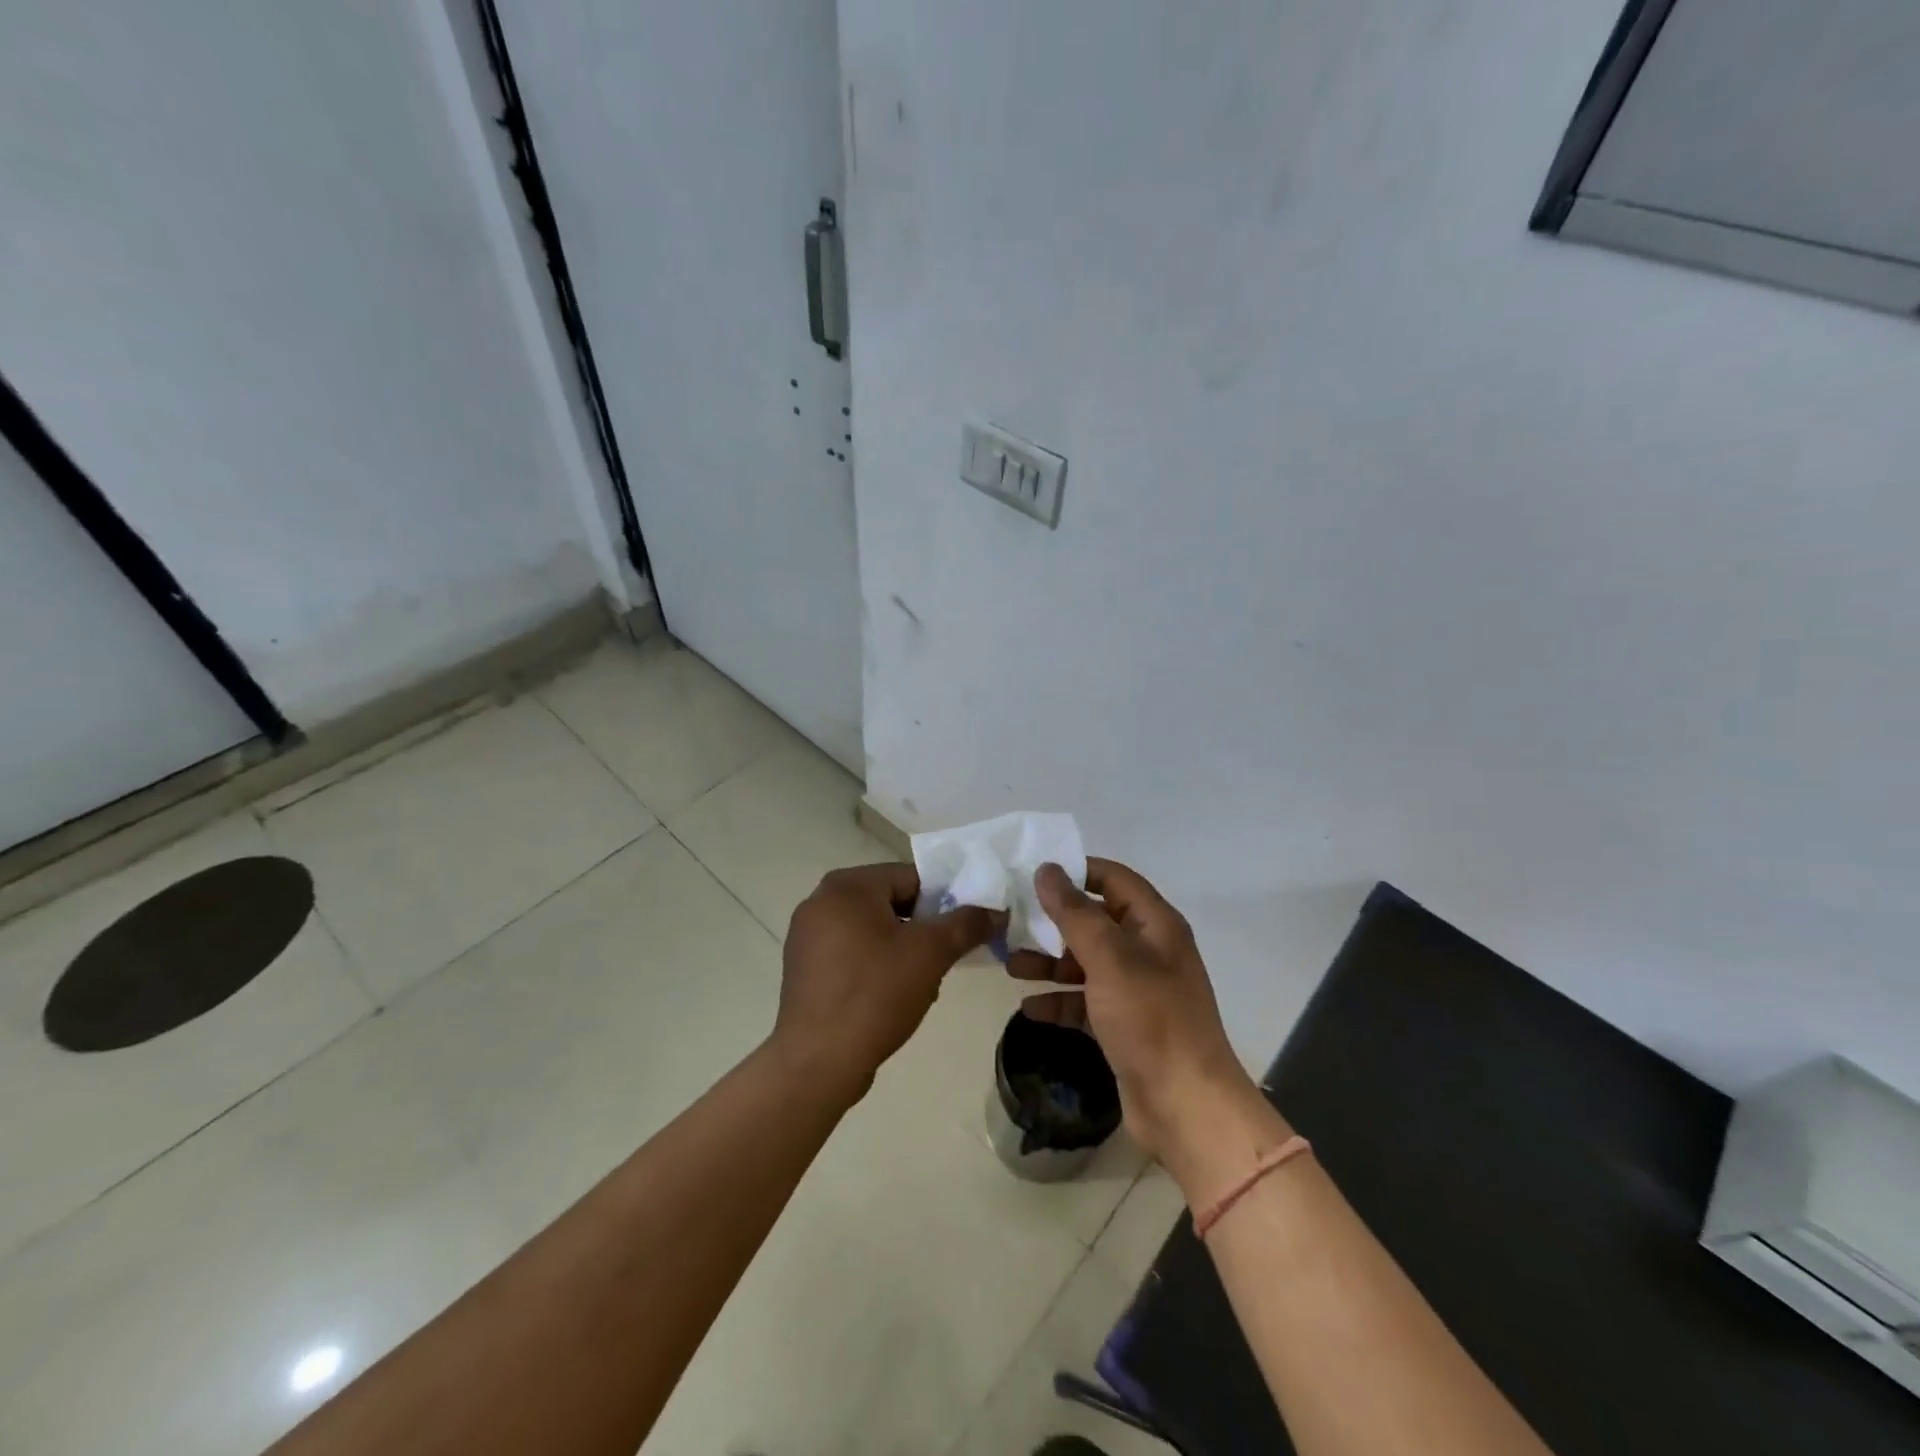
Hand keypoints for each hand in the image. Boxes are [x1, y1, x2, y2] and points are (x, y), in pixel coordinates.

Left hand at [774, 863, 1002, 1105]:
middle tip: (944, 959)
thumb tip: (995, 911)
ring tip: (921, 983)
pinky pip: (851, 954)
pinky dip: (875, 966)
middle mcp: (821, 901)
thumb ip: (966, 924)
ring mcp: (807, 936)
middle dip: (923, 929)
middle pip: (891, 903)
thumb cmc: (875, 994)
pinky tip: (891, 997)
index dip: (943, 901)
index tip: (962, 931)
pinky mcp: (804, 969)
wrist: (817, 1062)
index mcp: (847, 886)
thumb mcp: (931, 953)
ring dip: (902, 949)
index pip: (910, 877)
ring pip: (872, 930)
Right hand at [1012, 859, 1261, 1169]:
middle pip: (1096, 922)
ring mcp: (1136, 990)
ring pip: (1086, 963)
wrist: (1185, 1105)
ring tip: (1011, 966)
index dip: (1078, 871)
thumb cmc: (1150, 1019)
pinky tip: (1028, 1008)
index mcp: (1155, 925)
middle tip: (1011, 922)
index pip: (1115, 879)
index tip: (1034, 874)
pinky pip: (1085, 1002)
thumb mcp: (1110, 958)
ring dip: (1050, 963)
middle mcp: (1148, 951)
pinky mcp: (1123, 1025)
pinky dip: (1059, 1001)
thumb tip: (1047, 870)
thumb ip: (1075, 913)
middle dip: (1054, 923)